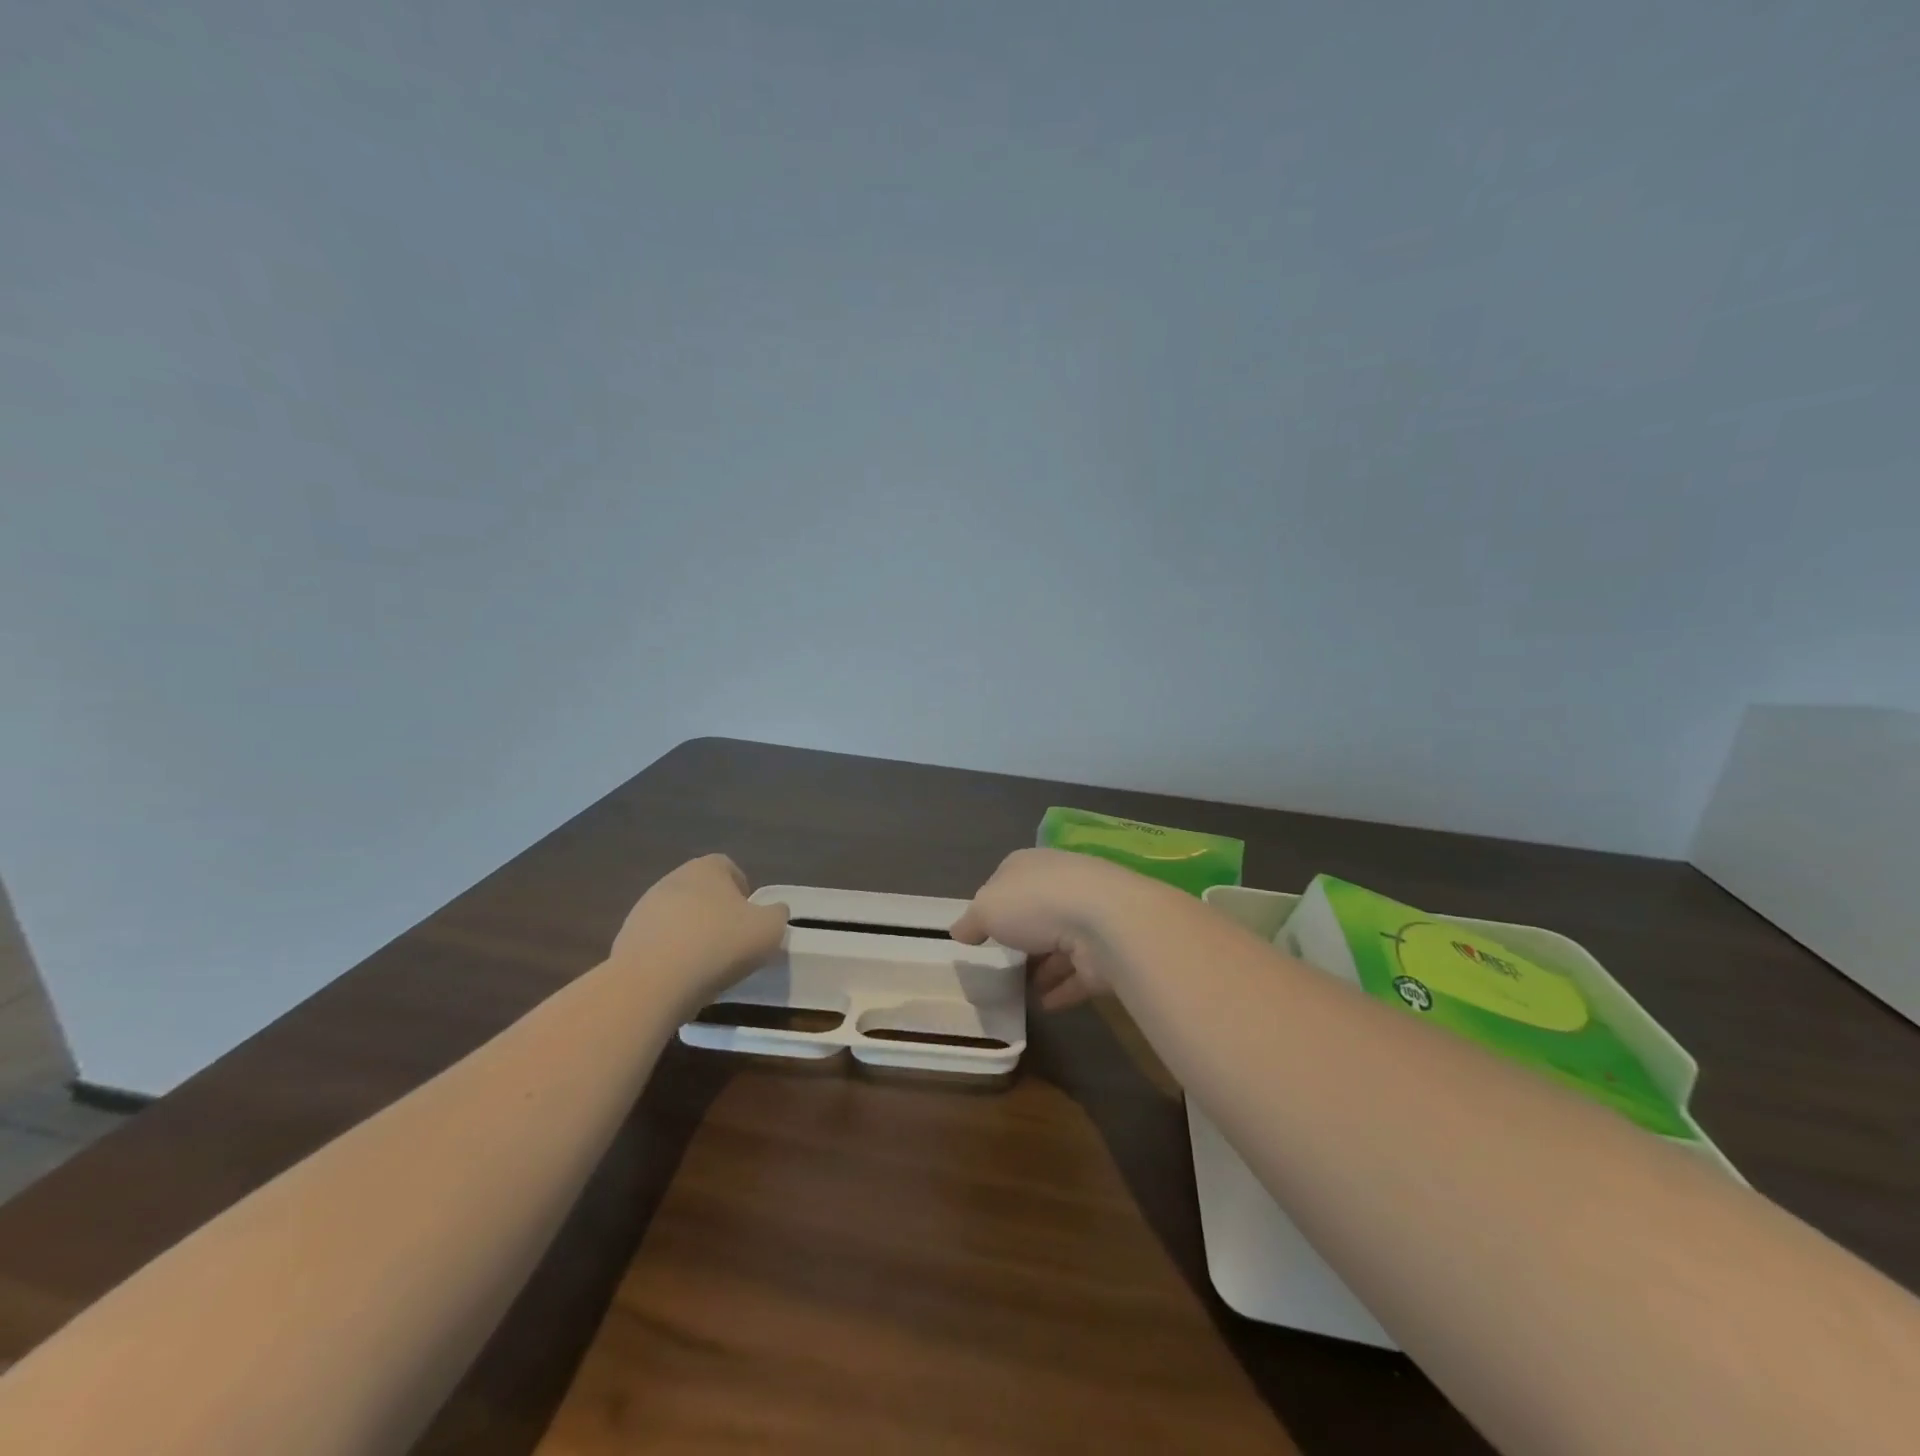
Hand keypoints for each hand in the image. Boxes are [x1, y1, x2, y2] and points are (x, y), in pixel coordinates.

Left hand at [611, 855, 788, 1006]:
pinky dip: (670, 955)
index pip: (729, 868)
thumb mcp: (769, 929)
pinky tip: (679, 979)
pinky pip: (658, 943)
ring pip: (678, 917)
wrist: (651, 983)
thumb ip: (777, 914)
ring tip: (705, 966)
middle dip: (717, 913)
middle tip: (732, 943)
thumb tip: (773, 912)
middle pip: (702, 892)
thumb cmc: (718, 945)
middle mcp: (672, 879)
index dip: (743, 892)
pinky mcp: (625, 939)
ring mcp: (644, 909)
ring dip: (692, 935)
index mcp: (707, 868)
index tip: (751, 920)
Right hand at [951, 848, 1161, 1010]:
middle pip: (1037, 910)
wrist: (1106, 923)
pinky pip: (1079, 973)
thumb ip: (971, 921)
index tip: (982, 928)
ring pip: (1061, 943)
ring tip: (1022, 991)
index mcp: (1032, 865)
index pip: (1009, 878)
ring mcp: (1090, 918)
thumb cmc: (1036, 904)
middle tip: (1002, 962)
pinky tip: (1045, 1006)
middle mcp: (1063, 885)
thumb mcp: (986, 909)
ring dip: (1044, 966)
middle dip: (1023, 935)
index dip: (994, 902)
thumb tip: (958, 931)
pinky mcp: (1107, 951)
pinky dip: (1063, 988)